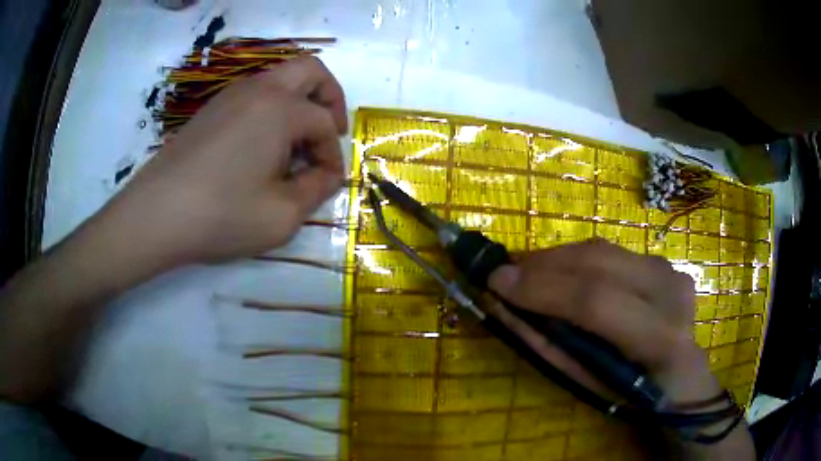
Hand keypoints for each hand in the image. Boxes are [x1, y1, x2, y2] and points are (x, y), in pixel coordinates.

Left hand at [97, 57, 347, 270]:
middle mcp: (258, 89)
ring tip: (294, 145)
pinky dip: (271, 110)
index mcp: (280, 109)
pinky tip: (261, 147)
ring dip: (298, 103)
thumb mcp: (282, 215)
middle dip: (330, 97)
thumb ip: (316, 190)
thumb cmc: (222, 214)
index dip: (332, 155)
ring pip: (280, 79)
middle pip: (310, 71)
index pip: (324, 123)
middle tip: (330, 130)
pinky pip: (254, 96)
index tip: (328, 183)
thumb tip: (326, 175)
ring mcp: (230, 95)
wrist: (156, 215)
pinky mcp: (211, 110)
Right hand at [487, 239, 718, 403]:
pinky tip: (560, 272)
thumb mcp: (588, 385)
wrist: (682, 378)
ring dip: (557, 258)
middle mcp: (670, 292)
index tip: (495, 282)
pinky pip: (612, 253)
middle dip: (543, 263)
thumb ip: (549, 345)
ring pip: (602, 249)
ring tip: (526, 270)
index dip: (543, 288)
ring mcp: (670, 271)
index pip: (596, 300)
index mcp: (658, 337)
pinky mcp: (664, 262)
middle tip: (505, 271)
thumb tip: (504, 307)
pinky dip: (578, 259)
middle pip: (598, 261)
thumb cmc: (633, 395)